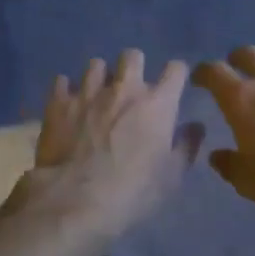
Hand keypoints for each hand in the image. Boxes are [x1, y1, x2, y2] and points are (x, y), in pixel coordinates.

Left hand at [18, 51, 204, 243]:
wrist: (76, 200)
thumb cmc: (133, 191)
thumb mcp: (171, 177)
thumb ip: (186, 146)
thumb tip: (196, 126)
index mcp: (157, 104)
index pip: (176, 69)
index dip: (176, 74)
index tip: (173, 86)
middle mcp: (123, 89)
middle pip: (133, 56)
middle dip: (134, 66)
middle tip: (131, 88)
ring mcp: (88, 93)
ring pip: (96, 64)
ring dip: (100, 77)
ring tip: (97, 95)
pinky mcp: (58, 103)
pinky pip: (62, 81)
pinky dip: (66, 90)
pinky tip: (68, 104)